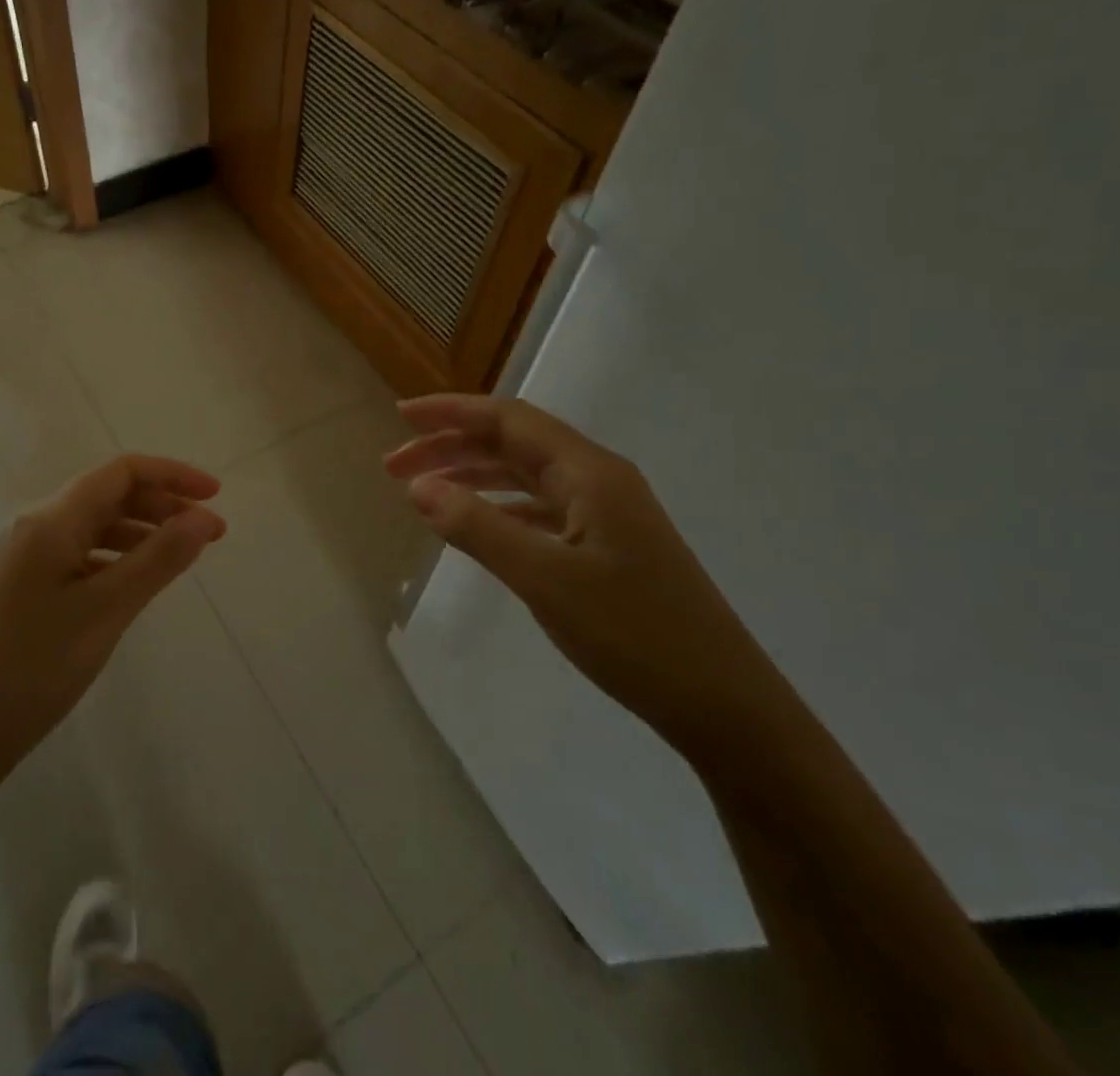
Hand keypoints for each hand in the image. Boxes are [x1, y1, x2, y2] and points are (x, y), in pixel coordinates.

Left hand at [0, 455, 224, 795]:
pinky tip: (138, 581)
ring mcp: (27, 559)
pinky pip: (82, 554)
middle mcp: (36, 527)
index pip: (121, 472)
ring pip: (96, 526)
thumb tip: (204, 517)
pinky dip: (118, 557)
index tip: (216, 496)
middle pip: (109, 495)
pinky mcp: (25, 588)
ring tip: (182, 556)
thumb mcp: (106, 610)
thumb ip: (159, 558)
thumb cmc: (34, 667)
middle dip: (163, 505)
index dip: (172, 475)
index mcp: (51, 520)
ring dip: (143, 531)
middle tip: (210, 534)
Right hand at [385, 395, 789, 755]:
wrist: (724, 705)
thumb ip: (478, 527)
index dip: (450, 413)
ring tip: (422, 490)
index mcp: (589, 472)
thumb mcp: (544, 579)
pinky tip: (475, 523)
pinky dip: (499, 507)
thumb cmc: (635, 635)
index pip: (508, 419)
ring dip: (472, 475)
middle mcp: (598, 479)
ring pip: (525, 475)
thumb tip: (419, 487)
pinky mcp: (608, 543)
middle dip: (451, 446)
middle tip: (395, 467)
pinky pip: (540, 507)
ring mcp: (606, 512)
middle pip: (513, 443)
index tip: (400, 418)